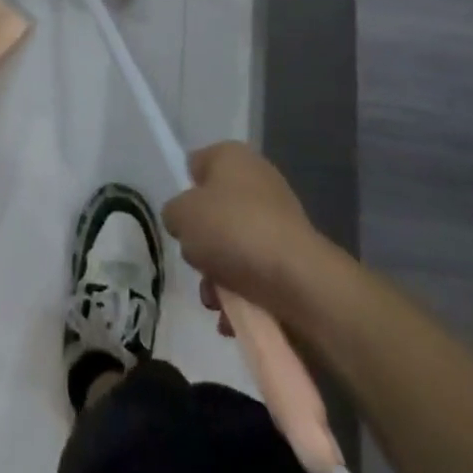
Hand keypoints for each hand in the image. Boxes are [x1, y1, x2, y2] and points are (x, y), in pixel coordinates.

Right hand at [163, 143, 328, 316]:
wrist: (299, 281)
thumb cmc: (233, 231)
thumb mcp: (182, 215)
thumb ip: (174, 213)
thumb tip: (185, 222)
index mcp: (231, 155)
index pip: (196, 166)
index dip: (185, 193)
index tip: (182, 221)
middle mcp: (257, 179)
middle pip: (214, 212)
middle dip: (202, 245)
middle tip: (198, 265)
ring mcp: (278, 219)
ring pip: (233, 247)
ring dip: (218, 277)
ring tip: (215, 301)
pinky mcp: (293, 257)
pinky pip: (256, 272)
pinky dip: (243, 294)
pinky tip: (233, 317)